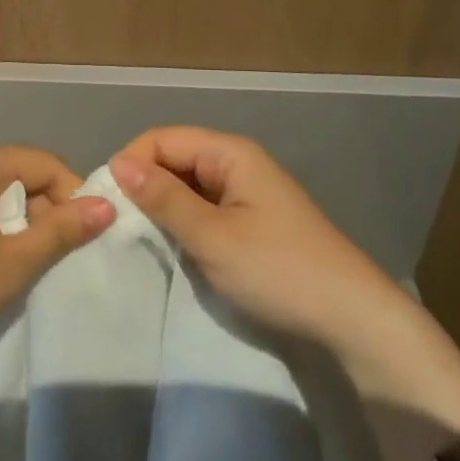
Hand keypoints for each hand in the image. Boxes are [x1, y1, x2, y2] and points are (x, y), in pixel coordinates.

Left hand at [0, 145, 115, 373]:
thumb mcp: (11, 265)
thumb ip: (61, 231)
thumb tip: (106, 205)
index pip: (44, 162)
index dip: (72, 195)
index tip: (83, 236)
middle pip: (16, 169)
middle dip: (41, 207)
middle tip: (48, 255)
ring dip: (13, 215)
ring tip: (16, 259)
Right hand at [110, 127, 406, 348]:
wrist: (352, 321)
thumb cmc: (279, 271)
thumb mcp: (213, 237)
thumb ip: (164, 198)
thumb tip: (118, 163)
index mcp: (230, 153)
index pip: (162, 139)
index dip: (131, 163)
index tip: (107, 203)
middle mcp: (237, 163)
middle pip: (175, 159)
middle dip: (144, 185)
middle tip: (116, 225)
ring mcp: (246, 193)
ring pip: (188, 186)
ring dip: (162, 206)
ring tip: (136, 238)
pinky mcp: (252, 222)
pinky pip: (205, 208)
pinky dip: (183, 223)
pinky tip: (171, 247)